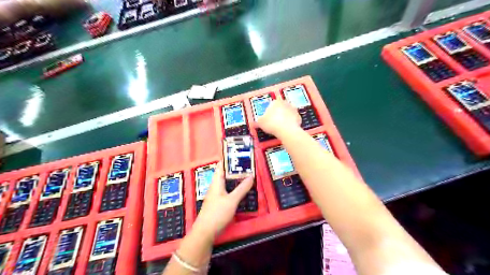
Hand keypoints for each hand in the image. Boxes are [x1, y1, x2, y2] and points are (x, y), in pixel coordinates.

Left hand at [192, 163, 252, 238]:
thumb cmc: (217, 213)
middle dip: (235, 169)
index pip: (221, 166)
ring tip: (248, 176)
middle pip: (225, 174)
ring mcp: (216, 195)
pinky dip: (235, 188)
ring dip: (236, 179)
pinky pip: (228, 191)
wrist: (205, 232)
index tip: (239, 154)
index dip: (228, 159)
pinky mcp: (218, 203)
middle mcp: (215, 186)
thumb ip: (242, 188)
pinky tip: (242, 191)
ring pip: (227, 183)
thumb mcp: (232, 200)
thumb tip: (251, 176)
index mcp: (216, 182)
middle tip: (248, 166)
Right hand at [257, 99, 302, 135]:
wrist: (286, 130)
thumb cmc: (271, 124)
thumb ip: (259, 120)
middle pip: (280, 108)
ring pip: (287, 113)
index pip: (271, 105)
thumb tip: (257, 121)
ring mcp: (293, 109)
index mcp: (275, 102)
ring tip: (281, 126)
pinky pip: (293, 119)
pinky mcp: (299, 116)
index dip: (269, 112)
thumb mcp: (260, 122)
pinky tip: (287, 129)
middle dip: (278, 113)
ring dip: (285, 118)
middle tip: (274, 122)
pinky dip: (291, 123)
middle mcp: (285, 103)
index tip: (268, 119)